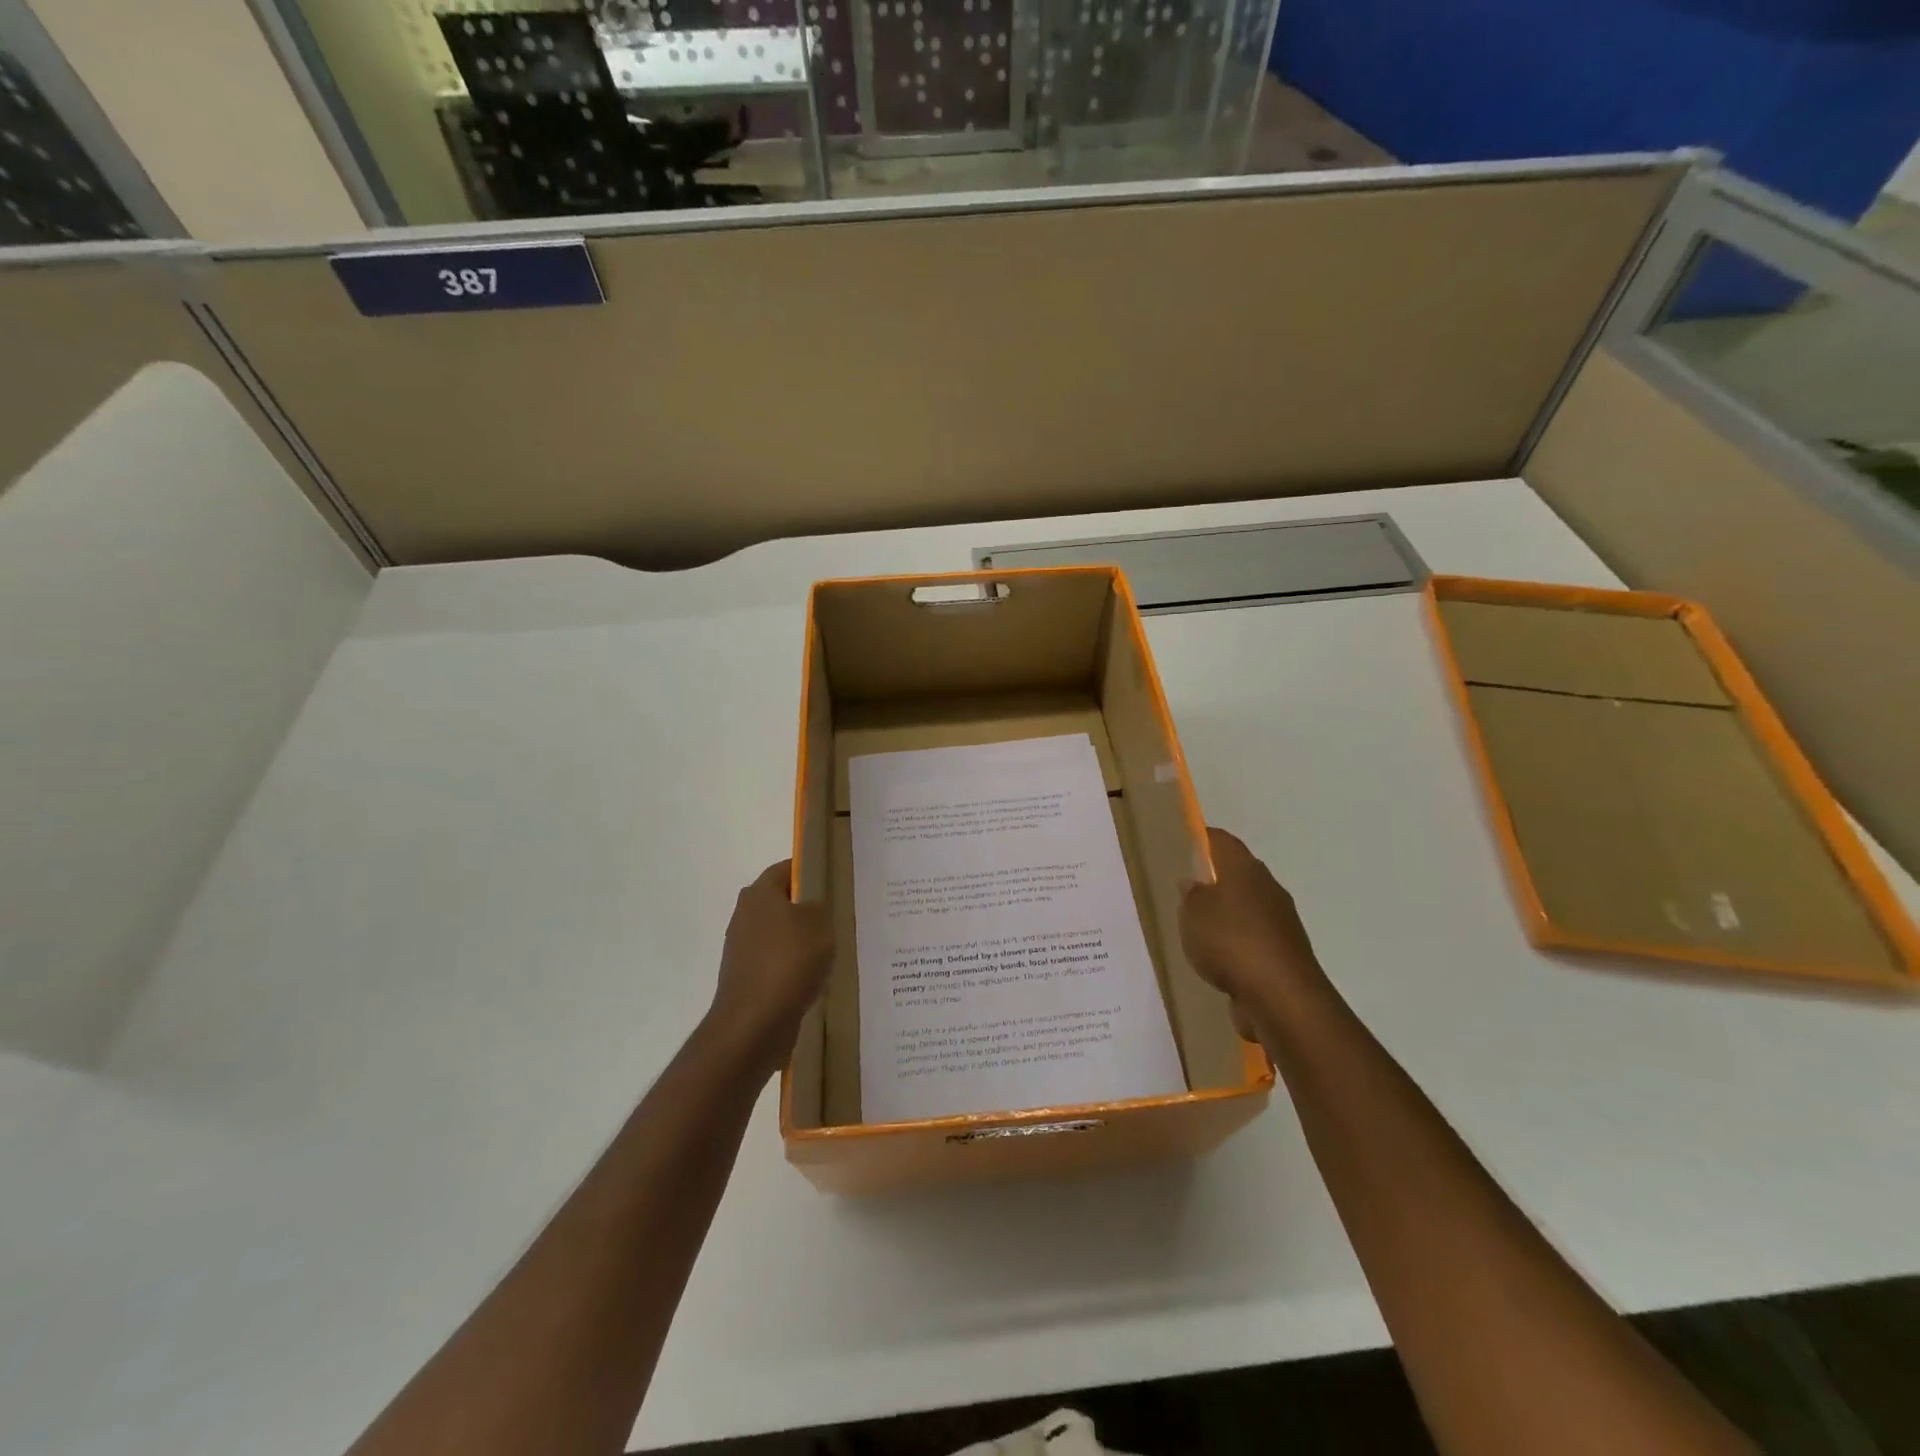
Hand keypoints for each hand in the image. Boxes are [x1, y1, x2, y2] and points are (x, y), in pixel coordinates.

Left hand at [708, 860, 833, 1077]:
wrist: (754, 1024)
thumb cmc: (789, 962)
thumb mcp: (820, 923)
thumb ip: (821, 906)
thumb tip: (814, 907)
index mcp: (759, 894)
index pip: (786, 869)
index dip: (810, 871)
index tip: (834, 881)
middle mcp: (745, 916)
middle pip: (781, 902)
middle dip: (807, 908)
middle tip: (838, 915)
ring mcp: (742, 949)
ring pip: (780, 934)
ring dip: (801, 940)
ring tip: (832, 949)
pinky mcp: (746, 978)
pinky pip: (776, 962)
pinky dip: (793, 967)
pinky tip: (815, 977)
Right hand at [1180, 828, 1326, 1040]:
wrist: (1281, 997)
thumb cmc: (1231, 942)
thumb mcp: (1194, 914)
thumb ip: (1191, 896)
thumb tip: (1193, 883)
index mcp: (1245, 870)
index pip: (1223, 842)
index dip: (1203, 838)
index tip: (1184, 841)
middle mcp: (1268, 888)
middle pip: (1238, 874)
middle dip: (1215, 878)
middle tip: (1186, 887)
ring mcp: (1281, 922)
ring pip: (1247, 907)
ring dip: (1227, 913)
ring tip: (1198, 926)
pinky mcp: (1284, 953)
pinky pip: (1254, 938)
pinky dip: (1237, 942)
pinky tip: (1219, 957)